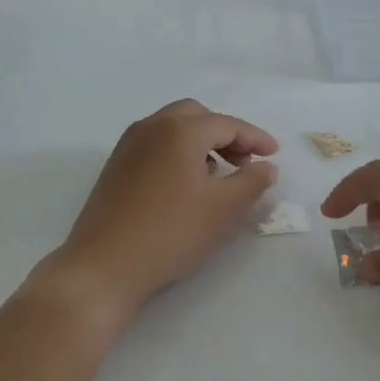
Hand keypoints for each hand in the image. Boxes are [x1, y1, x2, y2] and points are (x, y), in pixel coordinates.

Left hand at [41, 98, 279, 324]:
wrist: (104, 265)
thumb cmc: (171, 232)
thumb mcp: (223, 209)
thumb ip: (252, 182)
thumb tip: (266, 166)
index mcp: (180, 130)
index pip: (226, 124)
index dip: (255, 137)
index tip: (274, 154)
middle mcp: (151, 127)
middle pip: (196, 116)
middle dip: (225, 133)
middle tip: (245, 161)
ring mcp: (128, 146)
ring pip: (172, 128)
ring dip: (201, 142)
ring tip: (219, 173)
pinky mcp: (115, 166)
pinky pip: (155, 145)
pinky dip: (178, 152)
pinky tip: (186, 184)